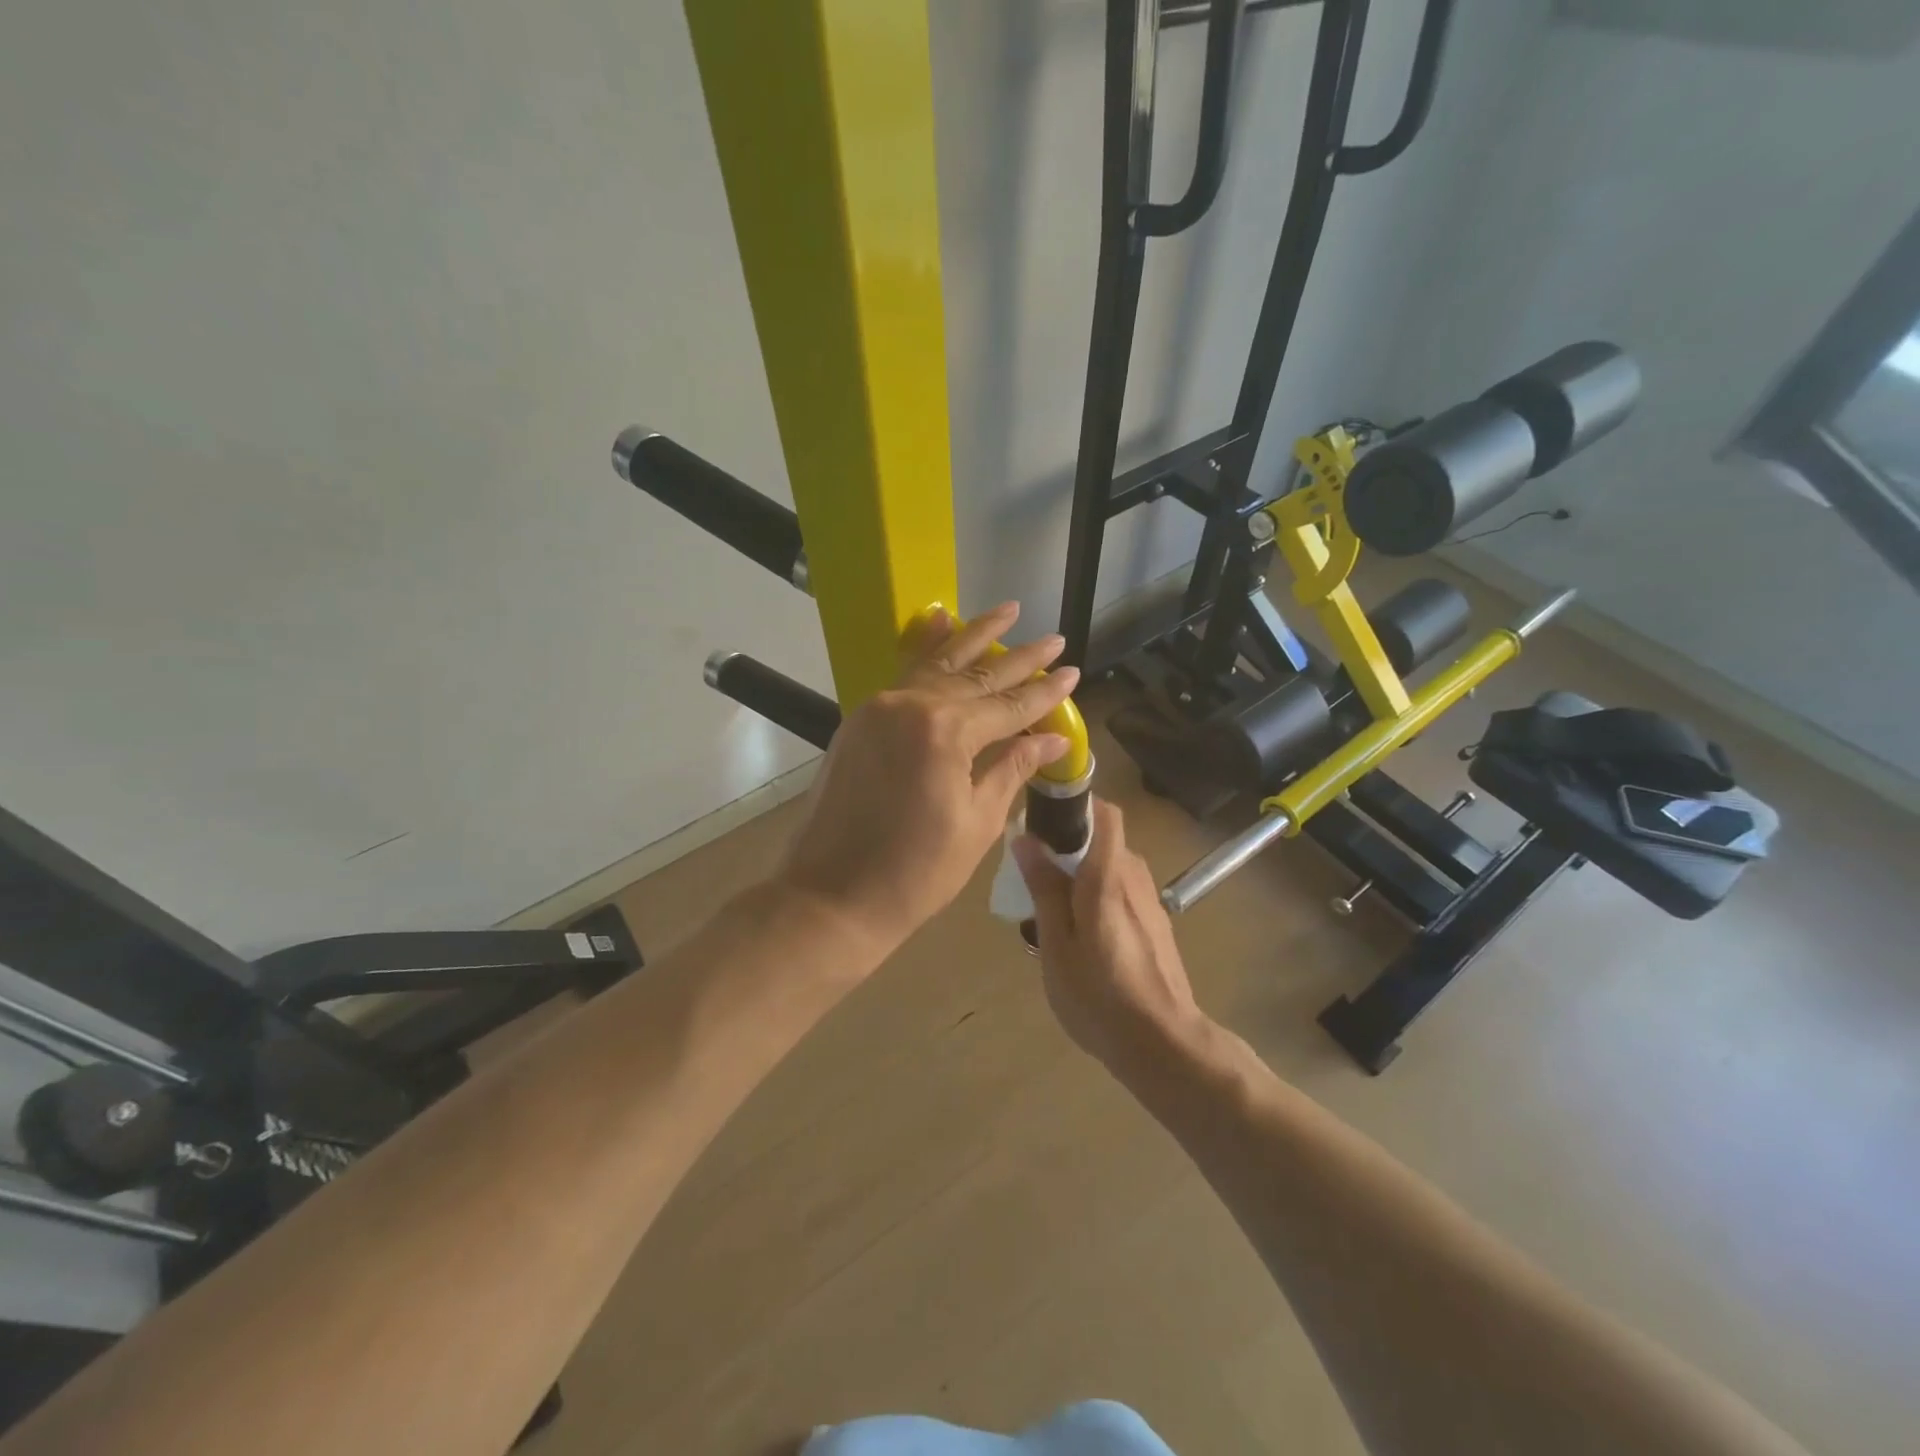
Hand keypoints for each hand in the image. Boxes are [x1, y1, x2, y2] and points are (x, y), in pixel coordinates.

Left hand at [778, 602, 1080, 955]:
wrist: (832, 896)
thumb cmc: (916, 873)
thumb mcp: (977, 823)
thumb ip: (1012, 769)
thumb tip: (1050, 738)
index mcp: (946, 733)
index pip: (1009, 706)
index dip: (1044, 693)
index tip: (1073, 673)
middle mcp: (912, 705)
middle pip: (978, 676)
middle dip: (1020, 659)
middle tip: (1055, 640)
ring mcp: (880, 707)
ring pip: (938, 663)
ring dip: (975, 636)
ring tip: (1008, 610)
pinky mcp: (861, 719)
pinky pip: (902, 674)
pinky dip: (926, 647)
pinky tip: (942, 621)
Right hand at [1014, 799, 1204, 1066]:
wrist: (1163, 1044)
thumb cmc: (1099, 994)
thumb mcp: (1056, 943)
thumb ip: (1044, 888)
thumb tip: (1026, 839)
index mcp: (1108, 876)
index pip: (1105, 813)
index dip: (1076, 803)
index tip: (1043, 816)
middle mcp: (1135, 877)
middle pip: (1103, 840)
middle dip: (1068, 846)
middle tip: (1033, 875)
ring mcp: (1150, 901)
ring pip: (1111, 868)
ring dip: (1081, 874)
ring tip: (1051, 910)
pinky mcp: (1156, 924)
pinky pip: (1122, 892)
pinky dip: (1098, 896)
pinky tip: (1081, 935)